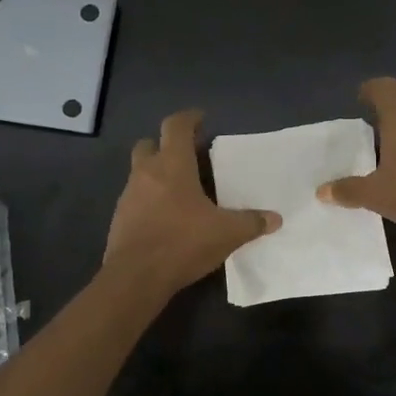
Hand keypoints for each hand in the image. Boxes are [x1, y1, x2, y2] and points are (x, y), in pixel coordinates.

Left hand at [104, 109, 279, 294]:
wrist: (136, 277)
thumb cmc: (182, 242)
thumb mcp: (226, 233)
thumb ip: (252, 223)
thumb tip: (275, 219)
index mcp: (172, 165)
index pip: (175, 126)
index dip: (189, 118)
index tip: (201, 120)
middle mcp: (146, 173)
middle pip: (150, 144)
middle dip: (166, 145)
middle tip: (189, 156)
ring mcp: (129, 195)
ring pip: (141, 172)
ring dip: (158, 174)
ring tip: (182, 190)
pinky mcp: (120, 218)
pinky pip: (136, 198)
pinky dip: (150, 199)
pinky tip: (167, 217)